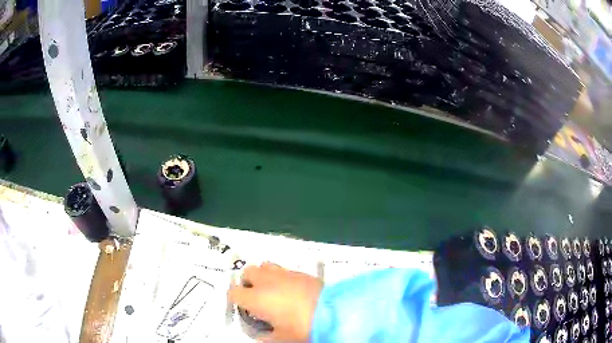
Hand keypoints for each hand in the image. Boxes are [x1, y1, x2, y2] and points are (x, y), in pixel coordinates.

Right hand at [229, 262, 323, 341]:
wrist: (333, 312)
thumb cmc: (302, 328)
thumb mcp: (281, 338)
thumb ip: (265, 338)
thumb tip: (261, 337)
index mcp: (256, 298)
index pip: (233, 293)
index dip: (235, 300)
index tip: (243, 307)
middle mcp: (266, 282)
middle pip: (247, 272)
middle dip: (248, 282)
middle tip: (257, 297)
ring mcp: (284, 274)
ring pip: (265, 266)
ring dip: (263, 276)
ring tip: (272, 290)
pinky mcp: (300, 272)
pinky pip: (283, 270)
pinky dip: (281, 277)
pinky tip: (291, 289)